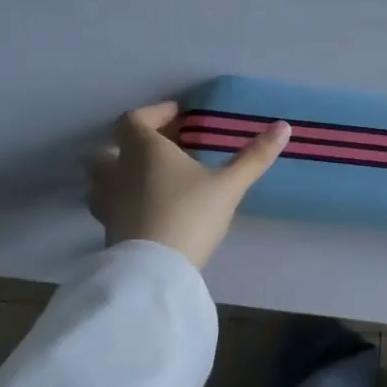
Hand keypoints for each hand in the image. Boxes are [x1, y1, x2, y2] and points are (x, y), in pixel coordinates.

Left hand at [87, 101, 290, 268]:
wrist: (155, 273)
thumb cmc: (189, 214)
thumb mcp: (228, 185)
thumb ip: (254, 156)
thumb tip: (283, 127)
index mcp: (142, 149)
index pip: (134, 119)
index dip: (154, 113)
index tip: (178, 116)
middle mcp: (118, 171)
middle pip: (111, 148)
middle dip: (131, 145)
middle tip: (163, 149)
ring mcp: (108, 203)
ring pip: (104, 179)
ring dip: (121, 174)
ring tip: (152, 181)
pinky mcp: (107, 232)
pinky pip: (110, 206)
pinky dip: (124, 201)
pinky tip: (149, 211)